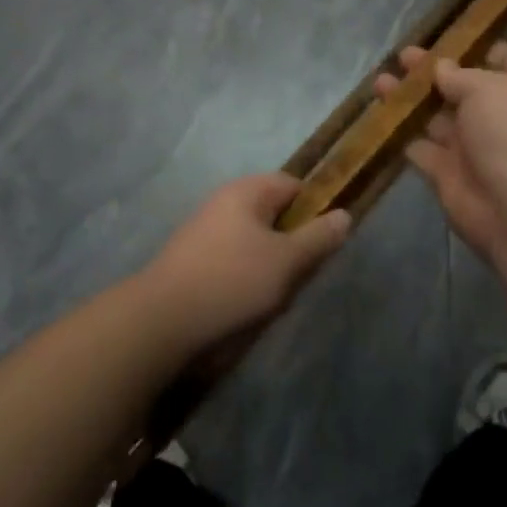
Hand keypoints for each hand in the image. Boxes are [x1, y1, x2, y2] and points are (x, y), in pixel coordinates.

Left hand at [140, 174, 350, 347]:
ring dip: (271, 262)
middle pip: (273, 213)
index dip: (315, 208)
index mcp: (246, 192)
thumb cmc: (232, 281)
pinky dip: (247, 275)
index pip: (293, 185)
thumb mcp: (286, 261)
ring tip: (277, 292)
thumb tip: (344, 214)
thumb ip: (318, 238)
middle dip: (292, 241)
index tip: (326, 240)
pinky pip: (234, 258)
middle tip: (303, 272)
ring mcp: (205, 230)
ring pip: (255, 239)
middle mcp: (223, 202)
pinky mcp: (193, 259)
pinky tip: (248, 301)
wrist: (162, 320)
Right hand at [374, 42, 506, 268]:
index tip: (444, 36)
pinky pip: (418, 148)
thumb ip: (459, 76)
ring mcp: (470, 146)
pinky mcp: (446, 174)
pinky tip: (377, 118)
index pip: (501, 58)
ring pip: (433, 116)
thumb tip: (441, 68)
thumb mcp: (488, 89)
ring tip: (379, 83)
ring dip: (408, 100)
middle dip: (430, 71)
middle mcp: (495, 115)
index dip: (475, 46)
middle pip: (459, 86)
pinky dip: (399, 135)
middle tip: (400, 57)